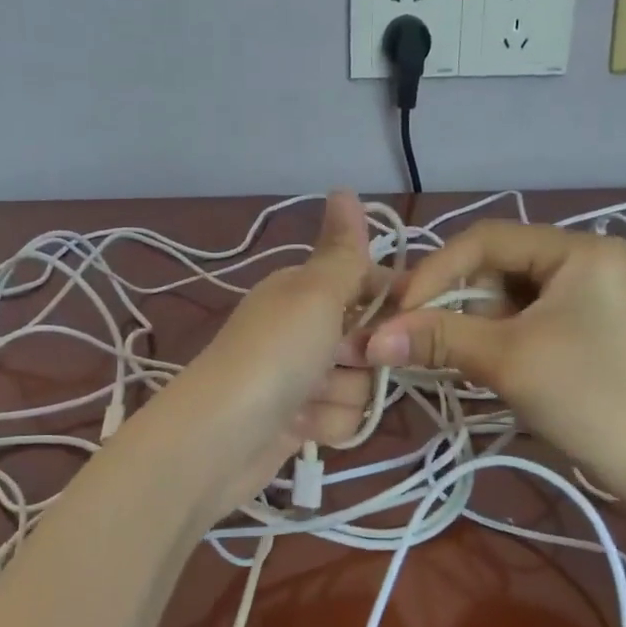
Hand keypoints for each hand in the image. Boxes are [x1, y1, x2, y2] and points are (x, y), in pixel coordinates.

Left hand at [161, 191, 379, 516]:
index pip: (374, 285)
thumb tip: (344, 187)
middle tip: (336, 360)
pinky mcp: (300, 419)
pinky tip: (298, 426)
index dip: (395, 306)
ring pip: (361, 384)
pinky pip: (341, 418)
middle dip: (362, 358)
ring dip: (340, 395)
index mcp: (305, 288)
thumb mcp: (315, 294)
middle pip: (373, 340)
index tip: (406, 323)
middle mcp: (305, 327)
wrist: (219, 439)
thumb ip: (343, 250)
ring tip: (306, 399)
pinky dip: (325, 425)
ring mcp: (301, 375)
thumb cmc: (273, 355)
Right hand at [362, 220, 625, 517]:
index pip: (486, 239)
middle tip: (423, 344)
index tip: (398, 315)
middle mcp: (586, 262)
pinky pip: (526, 324)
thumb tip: (369, 338)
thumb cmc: (593, 399)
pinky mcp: (588, 334)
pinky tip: (487, 370)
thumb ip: (437, 339)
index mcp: (579, 249)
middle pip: (495, 269)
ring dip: (474, 329)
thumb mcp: (508, 360)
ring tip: (460, 363)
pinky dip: (497, 344)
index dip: (434, 272)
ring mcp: (590, 300)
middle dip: (456, 305)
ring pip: (507, 300)